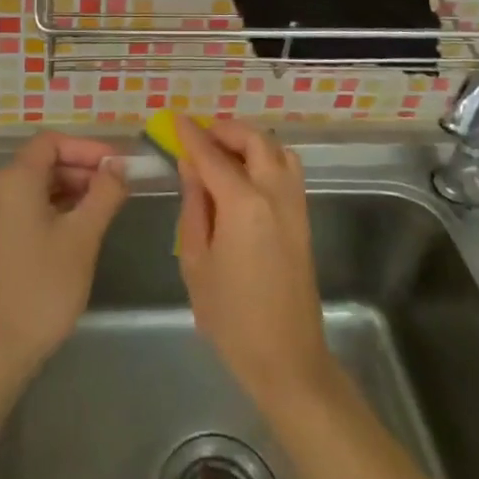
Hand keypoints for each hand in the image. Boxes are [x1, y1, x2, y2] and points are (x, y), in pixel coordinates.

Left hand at [0, 132, 127, 385]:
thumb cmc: (43, 286)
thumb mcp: (82, 236)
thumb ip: (104, 194)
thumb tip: (119, 166)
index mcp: (15, 179)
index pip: (52, 142)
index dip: (87, 147)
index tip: (118, 165)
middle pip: (43, 161)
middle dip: (82, 168)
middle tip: (117, 187)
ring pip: (36, 186)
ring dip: (71, 189)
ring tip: (105, 207)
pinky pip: (26, 208)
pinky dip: (54, 208)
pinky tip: (79, 228)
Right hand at [174, 117, 336, 407]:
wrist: (287, 358)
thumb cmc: (231, 316)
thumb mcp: (196, 261)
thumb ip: (194, 206)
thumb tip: (190, 167)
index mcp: (243, 204)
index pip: (212, 155)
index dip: (191, 135)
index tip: (175, 119)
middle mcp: (275, 194)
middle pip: (255, 141)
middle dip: (225, 131)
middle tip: (199, 136)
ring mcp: (295, 205)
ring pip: (277, 151)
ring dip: (250, 142)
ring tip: (223, 153)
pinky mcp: (303, 219)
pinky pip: (287, 170)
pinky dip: (266, 158)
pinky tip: (244, 177)